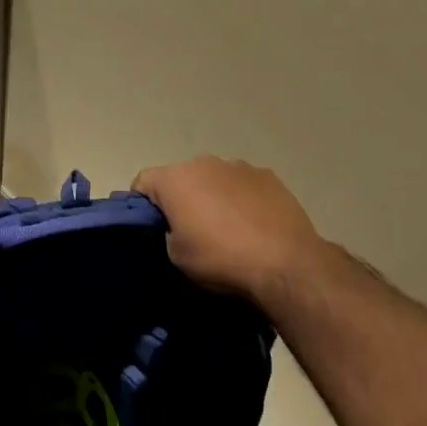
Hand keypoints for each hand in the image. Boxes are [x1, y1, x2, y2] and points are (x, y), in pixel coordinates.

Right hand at [134, 157, 331, 310]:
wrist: (285, 263)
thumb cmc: (221, 258)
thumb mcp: (177, 257)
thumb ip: (168, 233)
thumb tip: (176, 227)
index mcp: (175, 179)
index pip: (143, 182)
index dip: (141, 204)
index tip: (151, 227)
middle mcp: (204, 162)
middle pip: (181, 177)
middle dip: (181, 199)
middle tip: (189, 230)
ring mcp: (239, 166)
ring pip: (214, 179)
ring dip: (213, 196)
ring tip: (227, 229)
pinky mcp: (268, 176)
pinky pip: (243, 185)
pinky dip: (241, 199)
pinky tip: (253, 225)